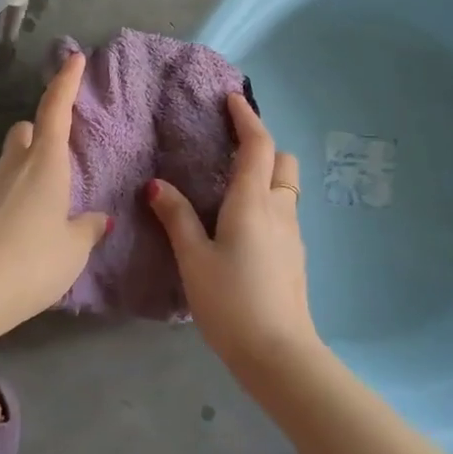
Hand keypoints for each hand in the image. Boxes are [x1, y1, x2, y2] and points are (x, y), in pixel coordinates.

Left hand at [0, 52, 110, 327]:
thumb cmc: (33, 262)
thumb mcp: (74, 249)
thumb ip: (87, 229)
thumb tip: (98, 218)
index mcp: (45, 165)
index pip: (55, 111)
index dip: (66, 83)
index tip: (73, 58)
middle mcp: (13, 167)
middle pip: (24, 132)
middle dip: (39, 133)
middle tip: (58, 156)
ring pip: (8, 162)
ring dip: (25, 169)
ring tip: (46, 206)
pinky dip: (12, 197)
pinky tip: (22, 230)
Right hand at [146, 93, 320, 370]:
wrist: (278, 353)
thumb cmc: (231, 301)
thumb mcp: (193, 258)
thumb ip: (176, 217)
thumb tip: (157, 184)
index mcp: (253, 203)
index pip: (258, 146)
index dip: (246, 119)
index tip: (231, 100)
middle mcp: (280, 211)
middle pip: (283, 162)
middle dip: (263, 147)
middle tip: (230, 150)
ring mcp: (293, 235)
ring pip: (286, 189)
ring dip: (266, 176)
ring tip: (230, 188)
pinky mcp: (295, 257)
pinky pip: (284, 213)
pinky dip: (267, 203)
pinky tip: (242, 227)